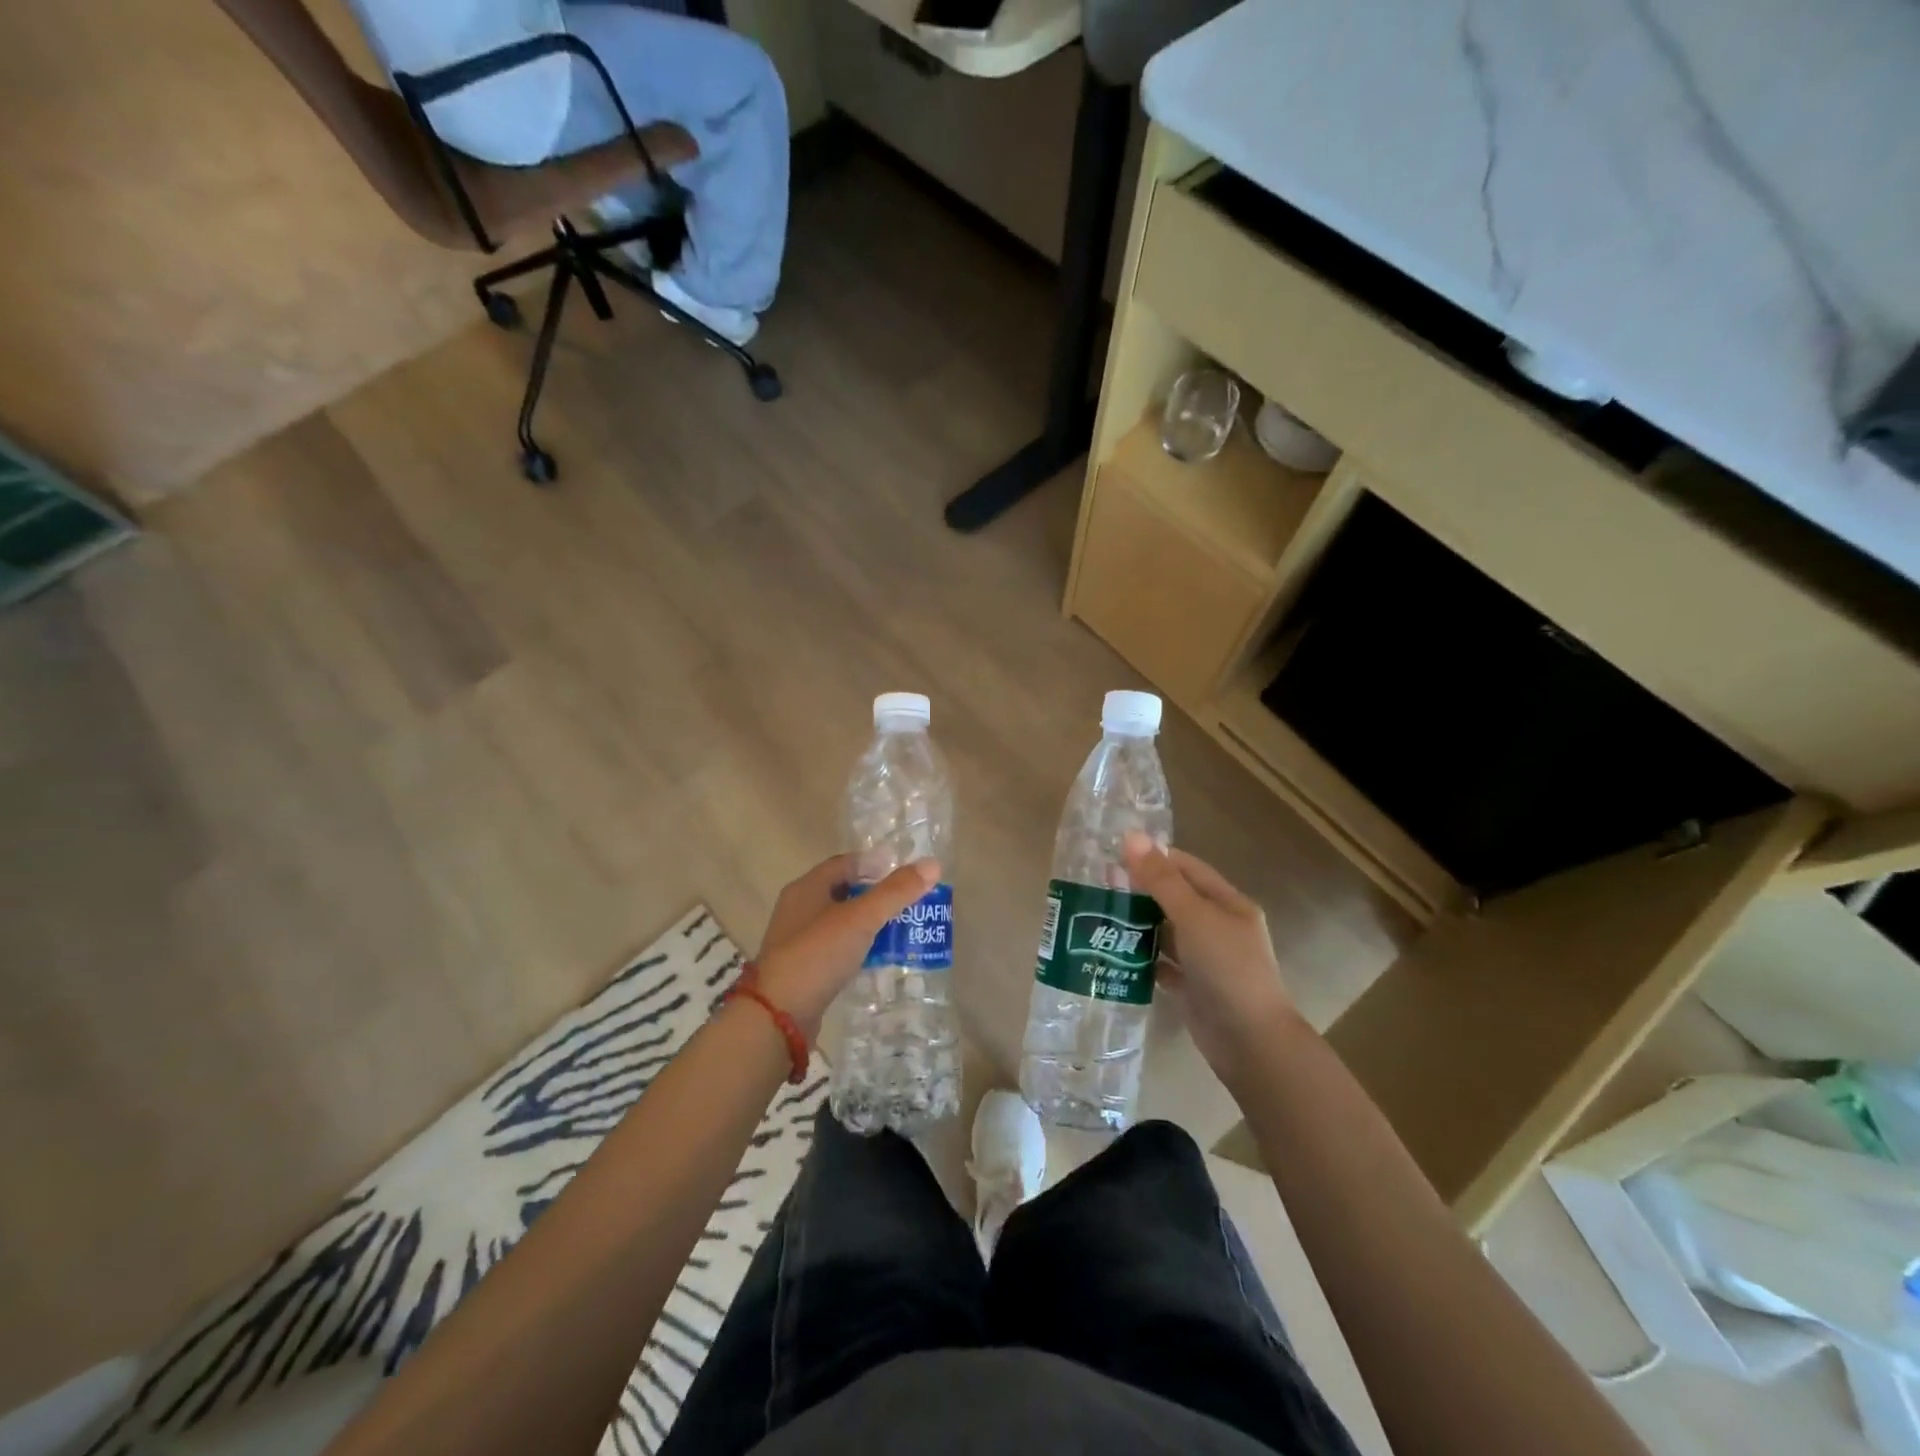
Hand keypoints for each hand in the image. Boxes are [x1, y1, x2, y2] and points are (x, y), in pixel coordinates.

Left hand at [753, 854, 940, 1039]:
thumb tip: (932, 864)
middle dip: (876, 896)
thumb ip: (896, 892)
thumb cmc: (818, 955)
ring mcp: (798, 941)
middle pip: (843, 892)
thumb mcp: (861, 919)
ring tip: (901, 930)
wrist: (778, 1016)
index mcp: (807, 888)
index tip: (905, 874)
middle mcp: (798, 909)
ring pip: (840, 922)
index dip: (874, 865)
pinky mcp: (803, 970)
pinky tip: (877, 959)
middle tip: (909, 903)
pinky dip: (858, 948)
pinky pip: (836, 949)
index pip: (845, 864)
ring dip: (868, 924)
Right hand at [1123, 832, 1300, 1090]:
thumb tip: (1131, 836)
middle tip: (1098, 885)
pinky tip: (1112, 953)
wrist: (1250, 1043)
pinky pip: (1161, 965)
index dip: (1154, 858)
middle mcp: (1218, 927)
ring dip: (1137, 924)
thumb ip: (1161, 879)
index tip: (1114, 854)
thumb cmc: (1227, 968)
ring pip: (1166, 932)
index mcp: (1227, 903)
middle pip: (1174, 899)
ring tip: (1097, 915)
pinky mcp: (1192, 987)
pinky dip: (1141, 958)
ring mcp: (1205, 959)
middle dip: (1140, 891)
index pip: (1187, 868)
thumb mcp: (1193, 916)